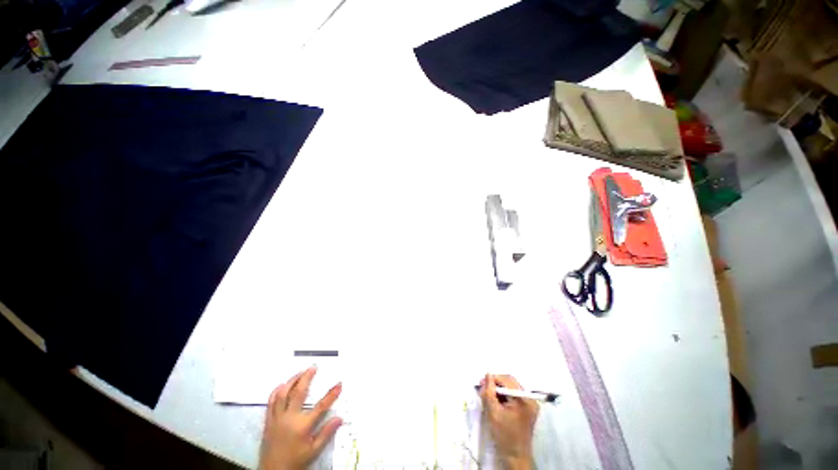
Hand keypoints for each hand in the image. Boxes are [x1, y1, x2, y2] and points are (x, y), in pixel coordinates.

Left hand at [259, 366, 342, 469]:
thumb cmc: (295, 461)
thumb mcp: (313, 450)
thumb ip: (326, 433)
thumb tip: (339, 418)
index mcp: (302, 426)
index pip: (321, 406)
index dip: (331, 394)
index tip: (339, 384)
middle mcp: (289, 418)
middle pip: (299, 392)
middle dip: (307, 377)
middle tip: (313, 367)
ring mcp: (277, 418)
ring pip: (283, 393)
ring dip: (292, 380)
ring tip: (300, 373)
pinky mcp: (268, 421)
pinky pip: (271, 401)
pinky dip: (277, 391)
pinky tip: (283, 385)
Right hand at [479, 374, 537, 469]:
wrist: (515, 457)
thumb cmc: (504, 435)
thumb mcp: (493, 412)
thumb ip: (489, 391)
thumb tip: (487, 374)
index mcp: (524, 399)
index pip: (506, 380)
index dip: (493, 379)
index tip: (481, 383)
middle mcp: (530, 398)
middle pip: (510, 382)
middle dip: (496, 383)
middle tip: (483, 387)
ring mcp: (530, 404)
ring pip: (511, 387)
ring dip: (499, 388)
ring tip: (488, 394)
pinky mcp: (528, 408)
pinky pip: (514, 394)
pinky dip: (504, 395)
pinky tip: (496, 400)